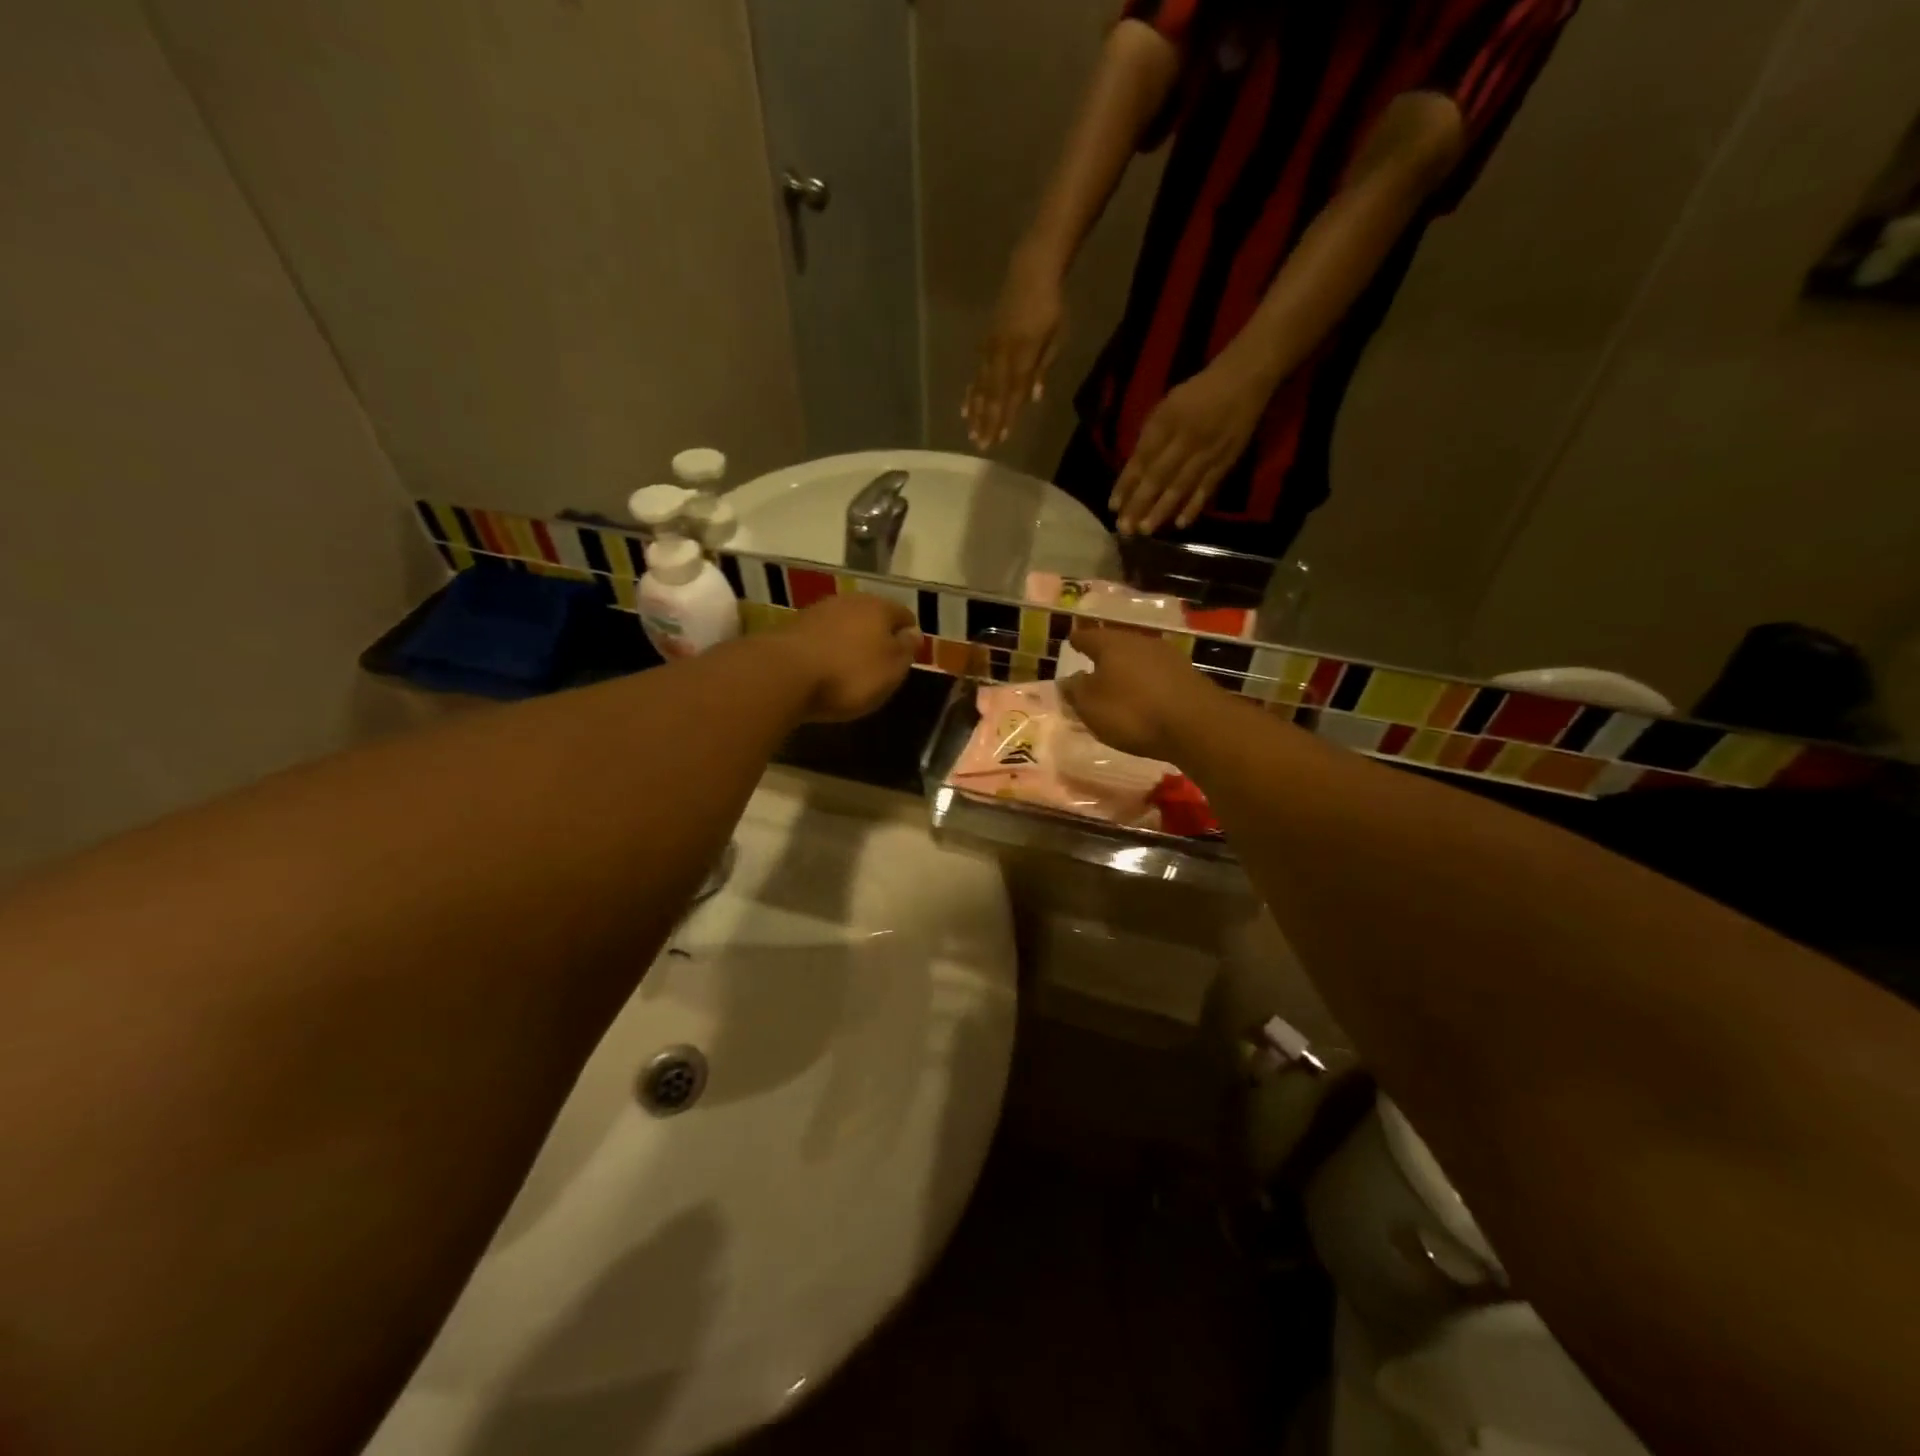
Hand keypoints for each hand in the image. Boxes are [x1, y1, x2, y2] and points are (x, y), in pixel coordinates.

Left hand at [777, 593, 920, 722]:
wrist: (784, 674)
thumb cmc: (850, 674)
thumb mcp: (891, 669)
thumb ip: (906, 649)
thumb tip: (914, 632)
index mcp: (879, 607)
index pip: (904, 615)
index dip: (909, 634)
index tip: (908, 655)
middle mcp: (849, 601)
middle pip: (872, 615)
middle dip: (878, 634)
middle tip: (880, 661)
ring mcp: (818, 611)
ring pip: (844, 623)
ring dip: (850, 639)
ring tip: (851, 665)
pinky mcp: (792, 627)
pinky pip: (821, 636)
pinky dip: (827, 647)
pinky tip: (825, 666)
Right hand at [963, 249, 1065, 449]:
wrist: (1030, 271)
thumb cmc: (1051, 305)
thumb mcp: (1056, 337)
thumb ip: (1042, 368)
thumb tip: (1033, 397)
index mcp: (1023, 355)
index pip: (1014, 394)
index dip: (1007, 418)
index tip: (1000, 439)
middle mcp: (1003, 355)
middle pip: (994, 395)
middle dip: (987, 421)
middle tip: (981, 445)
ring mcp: (991, 349)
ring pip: (982, 386)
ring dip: (976, 412)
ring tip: (971, 432)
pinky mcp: (985, 343)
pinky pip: (976, 373)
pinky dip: (971, 392)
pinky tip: (965, 406)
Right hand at [1058, 624, 1217, 761]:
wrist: (1195, 724)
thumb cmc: (1132, 712)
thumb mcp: (1091, 706)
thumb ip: (1075, 691)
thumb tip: (1068, 680)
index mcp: (1111, 644)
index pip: (1088, 637)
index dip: (1077, 641)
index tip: (1071, 642)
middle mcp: (1139, 641)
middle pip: (1115, 644)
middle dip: (1104, 654)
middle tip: (1093, 664)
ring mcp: (1167, 656)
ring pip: (1138, 657)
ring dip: (1127, 668)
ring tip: (1118, 683)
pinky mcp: (1187, 674)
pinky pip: (1157, 674)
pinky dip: (1146, 682)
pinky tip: (1144, 695)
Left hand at [1109, 356, 1270, 535]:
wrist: (1243, 380)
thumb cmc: (1197, 393)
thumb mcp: (1166, 406)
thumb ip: (1150, 437)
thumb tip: (1133, 471)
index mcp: (1166, 423)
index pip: (1141, 459)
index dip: (1126, 484)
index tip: (1113, 506)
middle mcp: (1185, 440)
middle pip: (1158, 477)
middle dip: (1139, 504)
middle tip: (1125, 528)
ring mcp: (1206, 453)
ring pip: (1180, 486)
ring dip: (1162, 510)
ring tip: (1146, 531)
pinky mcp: (1225, 462)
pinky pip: (1207, 488)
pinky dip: (1194, 506)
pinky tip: (1180, 524)